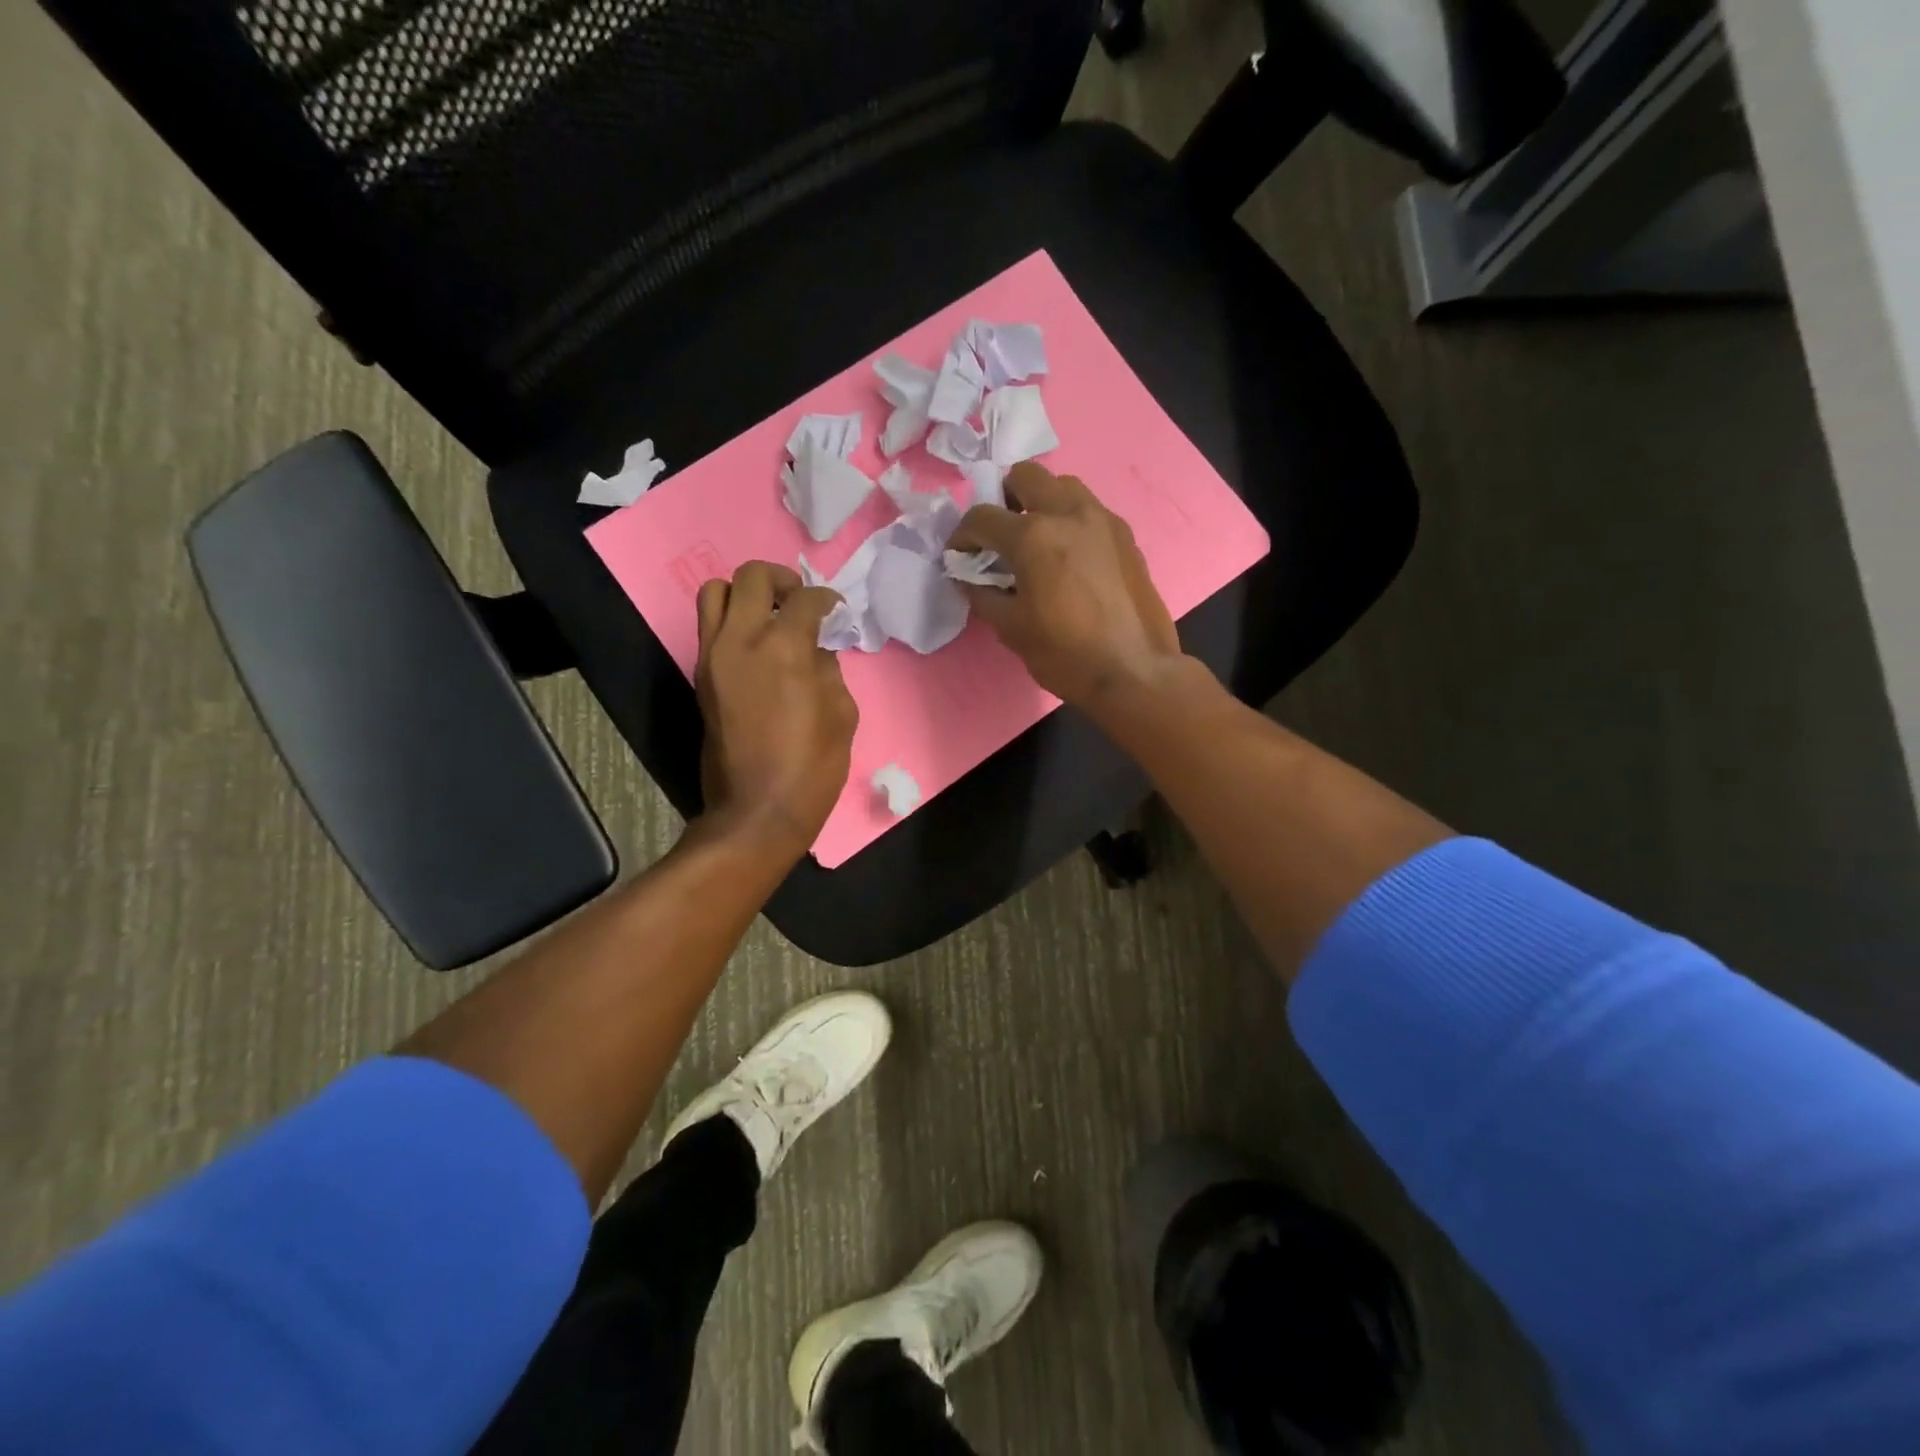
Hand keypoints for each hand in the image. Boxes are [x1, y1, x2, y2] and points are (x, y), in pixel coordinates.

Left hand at [695, 562, 856, 854]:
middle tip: (799, 601)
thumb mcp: (841, 715)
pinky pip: (709, 627)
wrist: (757, 811)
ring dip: (745, 595)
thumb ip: (829, 670)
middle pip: (750, 576)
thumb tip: (816, 650)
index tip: (836, 611)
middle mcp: (740, 640)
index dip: (827, 599)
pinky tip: (758, 647)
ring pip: (714, 592)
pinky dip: (732, 622)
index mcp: (784, 647)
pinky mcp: (700, 677)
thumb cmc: (812, 767)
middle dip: (780, 579)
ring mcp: (712, 657)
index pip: (805, 598)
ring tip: (769, 617)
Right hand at [951, 462, 1182, 709]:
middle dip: (1004, 499)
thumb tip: (968, 577)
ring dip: (1042, 503)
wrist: (1134, 672)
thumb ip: (983, 594)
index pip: (982, 517)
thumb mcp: (1011, 629)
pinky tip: (1069, 557)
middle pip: (1026, 477)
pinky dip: (1070, 521)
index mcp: (1034, 536)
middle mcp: (1069, 513)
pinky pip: (1090, 511)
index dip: (962, 536)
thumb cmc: (1065, 654)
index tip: (960, 556)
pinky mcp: (1126, 536)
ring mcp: (1103, 520)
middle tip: (1000, 536)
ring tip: (1036, 541)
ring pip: (1064, 486)